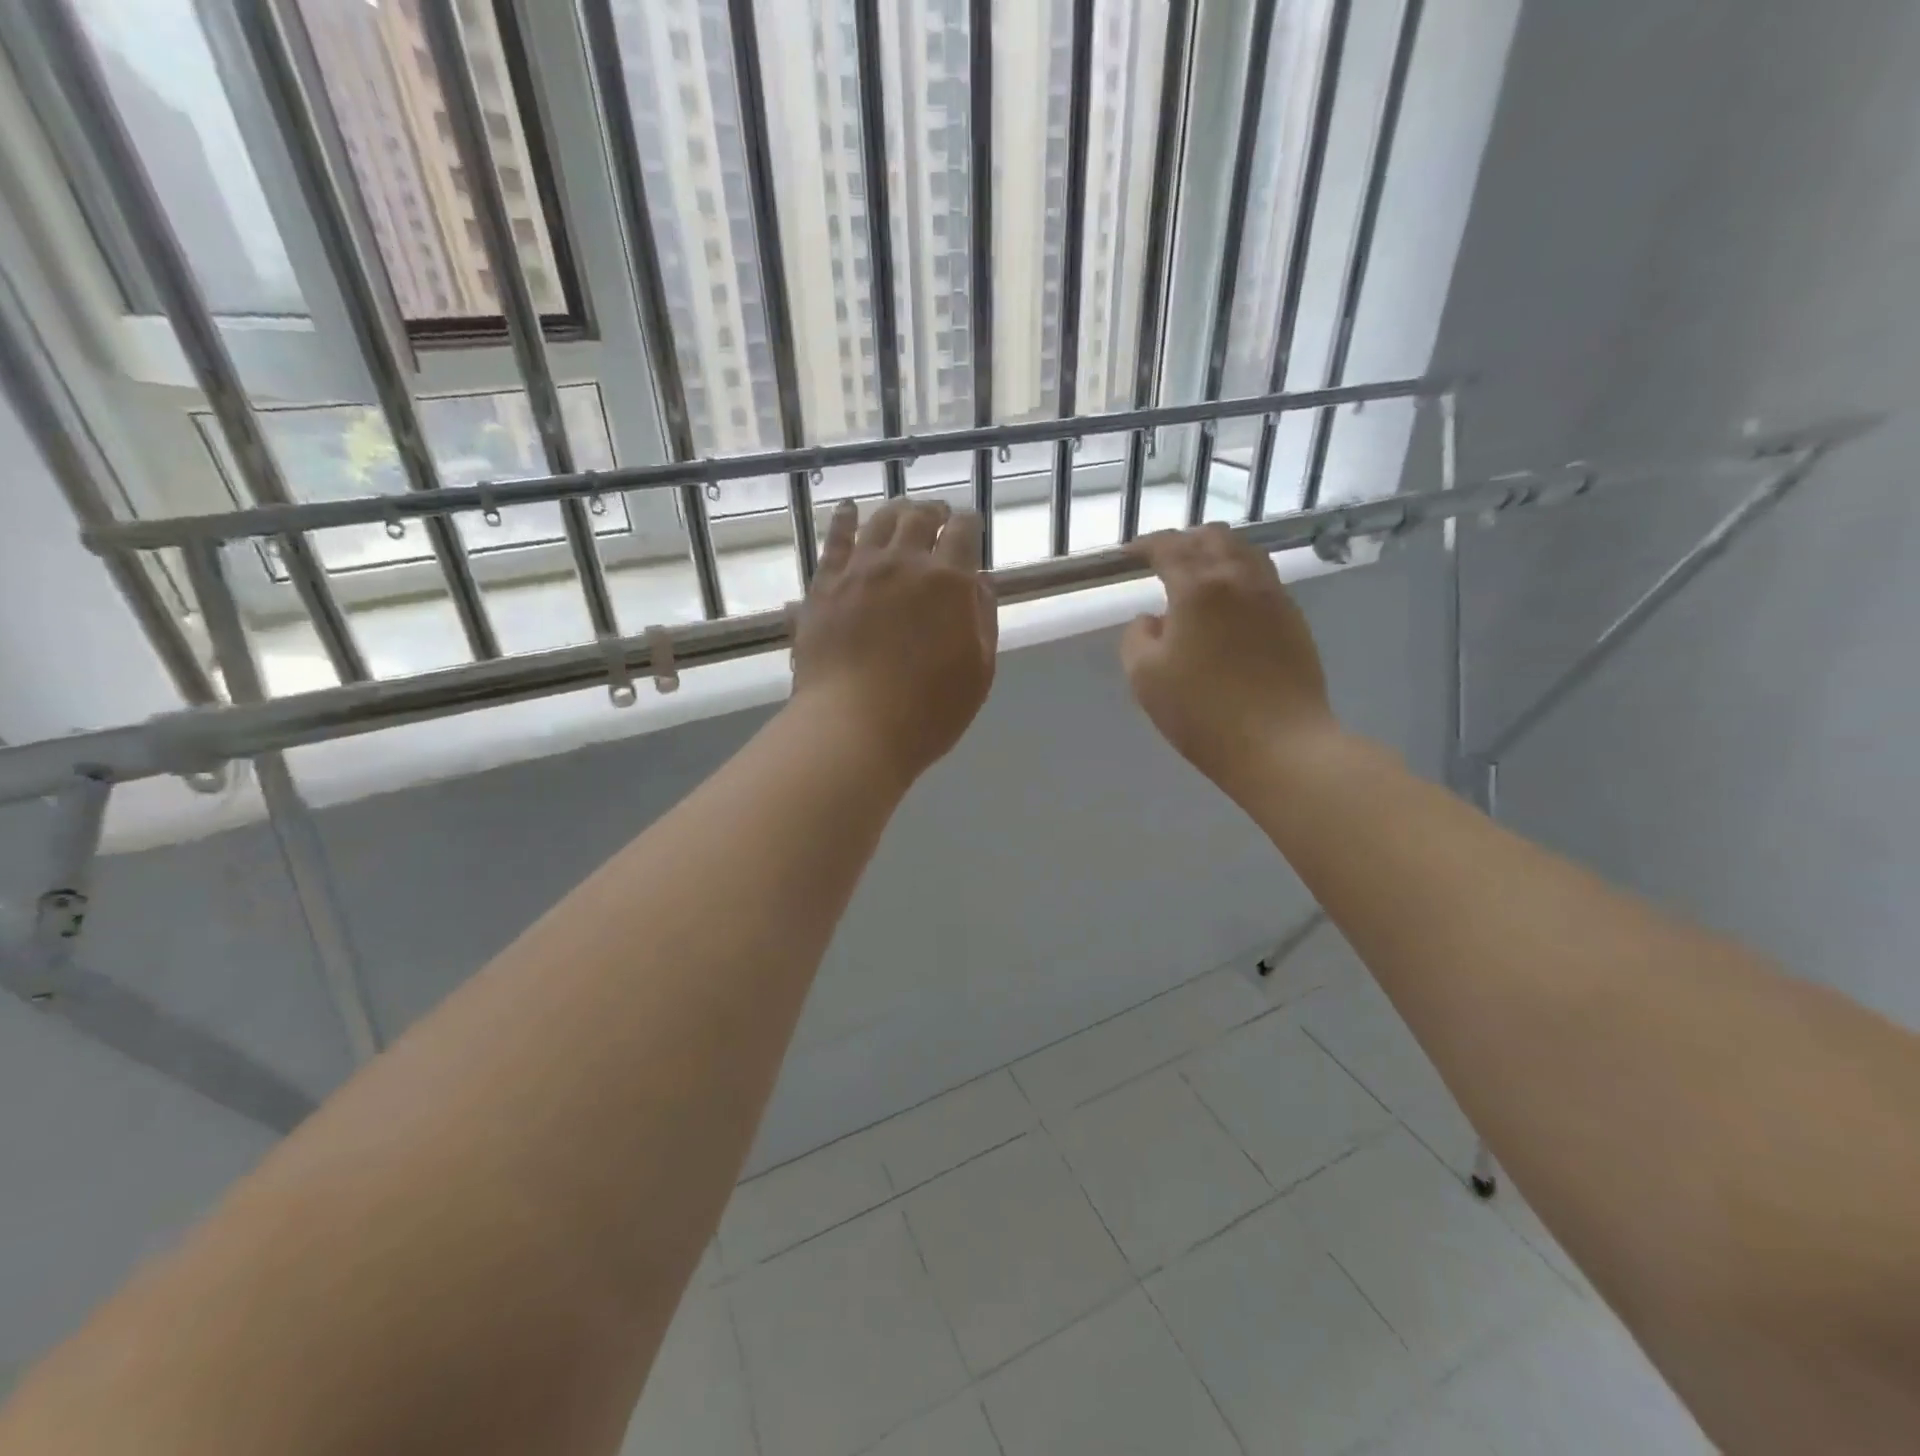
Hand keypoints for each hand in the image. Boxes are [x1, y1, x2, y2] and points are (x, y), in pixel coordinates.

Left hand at [791, 497, 997, 784]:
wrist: (853, 729)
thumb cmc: (927, 712)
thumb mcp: (978, 671)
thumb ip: (983, 618)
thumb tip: (980, 579)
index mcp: (949, 582)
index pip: (964, 531)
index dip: (969, 523)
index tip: (970, 526)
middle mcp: (904, 563)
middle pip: (920, 518)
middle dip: (933, 512)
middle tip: (938, 517)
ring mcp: (859, 571)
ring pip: (880, 521)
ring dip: (896, 511)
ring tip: (901, 512)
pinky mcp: (824, 586)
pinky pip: (835, 540)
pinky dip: (845, 520)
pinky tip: (849, 510)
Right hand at [1121, 524, 1339, 792]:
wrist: (1280, 744)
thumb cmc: (1202, 712)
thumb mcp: (1145, 678)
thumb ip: (1137, 638)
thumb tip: (1152, 619)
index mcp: (1198, 587)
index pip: (1169, 547)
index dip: (1145, 544)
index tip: (1128, 554)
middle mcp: (1239, 579)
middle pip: (1214, 537)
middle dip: (1185, 541)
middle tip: (1164, 561)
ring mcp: (1273, 597)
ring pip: (1245, 553)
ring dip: (1217, 553)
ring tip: (1199, 576)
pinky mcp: (1294, 620)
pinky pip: (1263, 579)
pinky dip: (1239, 577)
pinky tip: (1228, 605)